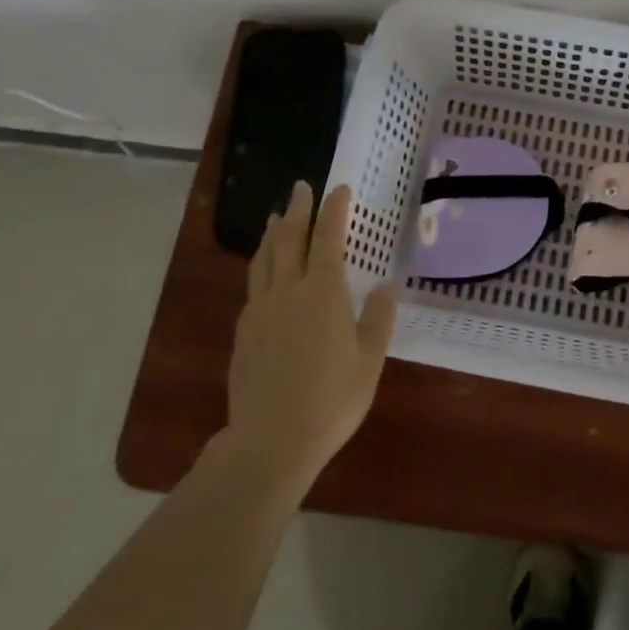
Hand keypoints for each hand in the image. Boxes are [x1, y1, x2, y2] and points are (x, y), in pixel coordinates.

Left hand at [227, 182, 397, 487]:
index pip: (328, 238)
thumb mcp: (369, 361)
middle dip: (297, 209)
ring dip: (272, 233)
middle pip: (289, 238)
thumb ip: (378, 318)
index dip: (334, 210)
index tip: (339, 188)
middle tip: (301, 188)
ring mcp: (260, 310)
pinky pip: (254, 287)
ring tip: (275, 217)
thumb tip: (385, 285)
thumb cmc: (331, 400)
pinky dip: (261, 266)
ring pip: (264, 259)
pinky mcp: (243, 332)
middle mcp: (288, 291)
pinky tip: (265, 273)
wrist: (270, 442)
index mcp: (323, 292)